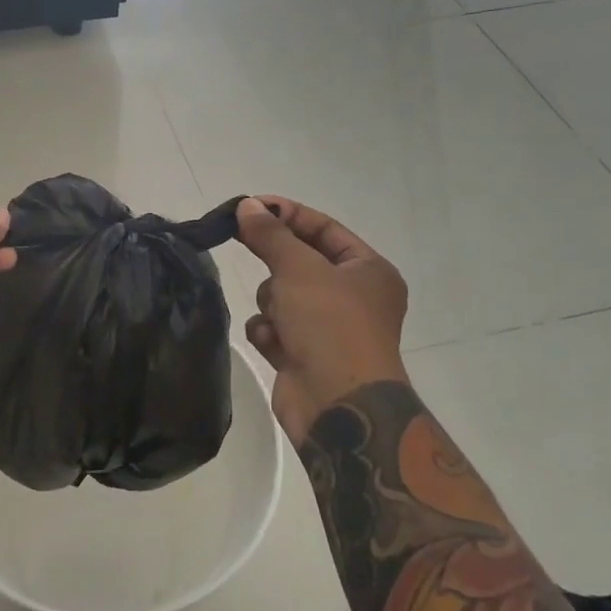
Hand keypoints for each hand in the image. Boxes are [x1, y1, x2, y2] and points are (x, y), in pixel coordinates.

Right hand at [235, 196, 409, 442]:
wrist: (338, 405)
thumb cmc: (330, 325)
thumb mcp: (299, 269)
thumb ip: (270, 235)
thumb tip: (248, 206)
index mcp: (368, 270)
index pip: (324, 228)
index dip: (287, 214)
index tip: (248, 206)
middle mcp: (353, 297)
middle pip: (300, 262)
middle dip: (277, 265)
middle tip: (242, 242)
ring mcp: (329, 328)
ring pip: (282, 296)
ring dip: (272, 303)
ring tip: (278, 318)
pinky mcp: (305, 355)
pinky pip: (275, 328)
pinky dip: (269, 332)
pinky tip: (273, 343)